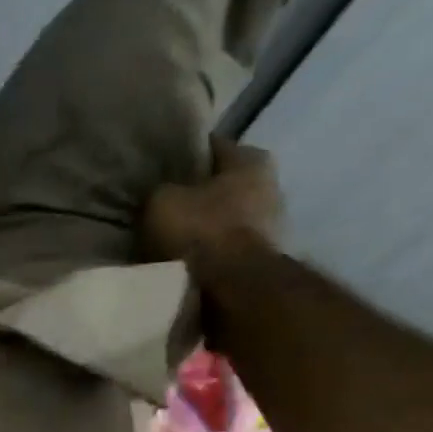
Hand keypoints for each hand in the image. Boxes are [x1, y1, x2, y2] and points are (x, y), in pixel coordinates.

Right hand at [141, 136, 284, 273]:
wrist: (231, 284)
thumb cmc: (200, 230)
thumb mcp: (162, 201)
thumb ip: (160, 189)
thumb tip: (160, 192)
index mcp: (251, 159)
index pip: (211, 147)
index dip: (184, 154)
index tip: (160, 166)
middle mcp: (271, 183)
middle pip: (223, 182)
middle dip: (196, 192)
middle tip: (164, 203)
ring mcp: (272, 221)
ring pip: (227, 214)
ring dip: (204, 223)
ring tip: (171, 234)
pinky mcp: (263, 254)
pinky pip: (228, 243)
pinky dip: (210, 248)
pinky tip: (187, 256)